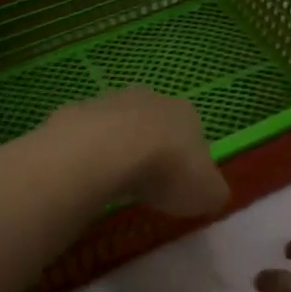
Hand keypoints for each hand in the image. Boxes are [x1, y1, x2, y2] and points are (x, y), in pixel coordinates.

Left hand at [51, 87, 229, 216]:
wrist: (105, 151)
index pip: (195, 134)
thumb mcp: (207, 193)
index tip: (181, 185)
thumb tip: (211, 193)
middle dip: (153, 149)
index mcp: (187, 113)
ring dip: (119, 147)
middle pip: (157, 124)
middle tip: (148, 183)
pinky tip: (87, 175)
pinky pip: (87, 135)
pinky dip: (88, 152)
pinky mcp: (77, 111)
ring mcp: (111, 100)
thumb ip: (213, 191)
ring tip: (115, 182)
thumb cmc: (166, 170)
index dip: (189, 161)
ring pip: (120, 125)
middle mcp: (152, 98)